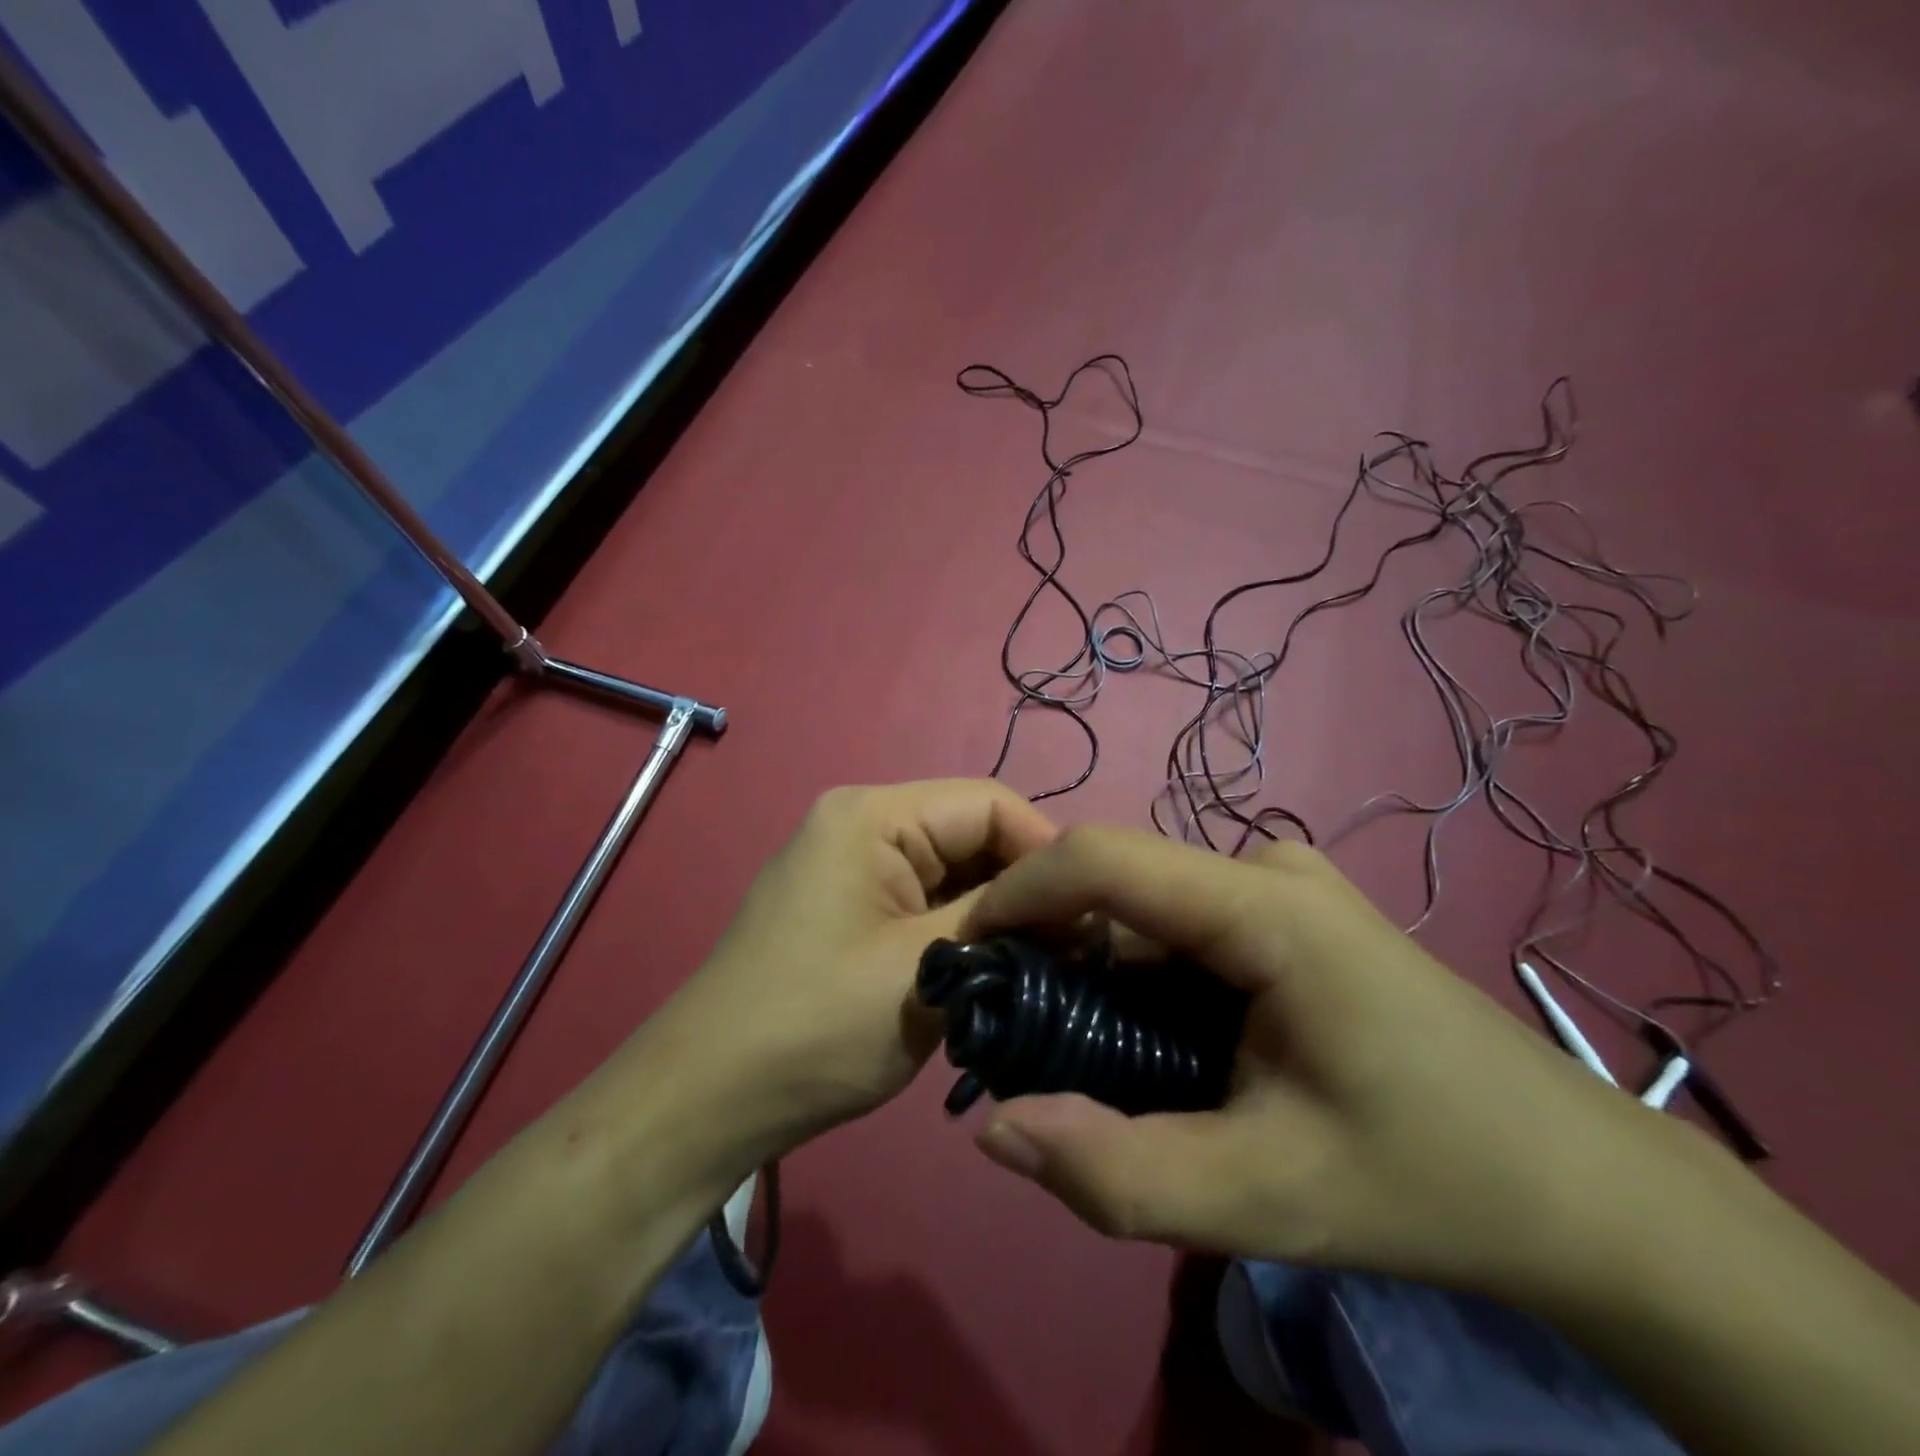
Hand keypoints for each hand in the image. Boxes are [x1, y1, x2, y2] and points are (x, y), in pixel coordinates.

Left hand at [637, 781, 1056, 1168]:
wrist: (710, 1100)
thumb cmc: (816, 1026)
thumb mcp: (925, 967)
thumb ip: (1003, 921)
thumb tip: (1073, 907)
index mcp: (872, 814)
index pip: (988, 803)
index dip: (1046, 851)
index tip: (1093, 913)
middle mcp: (860, 823)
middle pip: (970, 833)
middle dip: (1023, 886)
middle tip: (1076, 947)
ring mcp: (851, 865)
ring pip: (951, 870)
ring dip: (995, 912)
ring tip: (1045, 961)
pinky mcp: (850, 906)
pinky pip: (924, 899)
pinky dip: (962, 927)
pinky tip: (994, 967)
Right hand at [960, 826, 1691, 1298]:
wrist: (1584, 1189)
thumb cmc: (1431, 1182)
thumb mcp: (1265, 1199)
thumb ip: (1118, 1173)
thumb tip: (995, 1130)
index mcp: (1267, 908)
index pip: (1103, 859)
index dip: (1019, 893)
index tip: (969, 956)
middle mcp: (1270, 870)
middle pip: (1124, 884)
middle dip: (1054, 946)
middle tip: (1017, 1031)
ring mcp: (1287, 888)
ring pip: (1152, 909)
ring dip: (1099, 968)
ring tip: (1081, 1050)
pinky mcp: (1295, 916)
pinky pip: (1187, 925)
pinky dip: (1144, 974)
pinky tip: (1153, 1042)